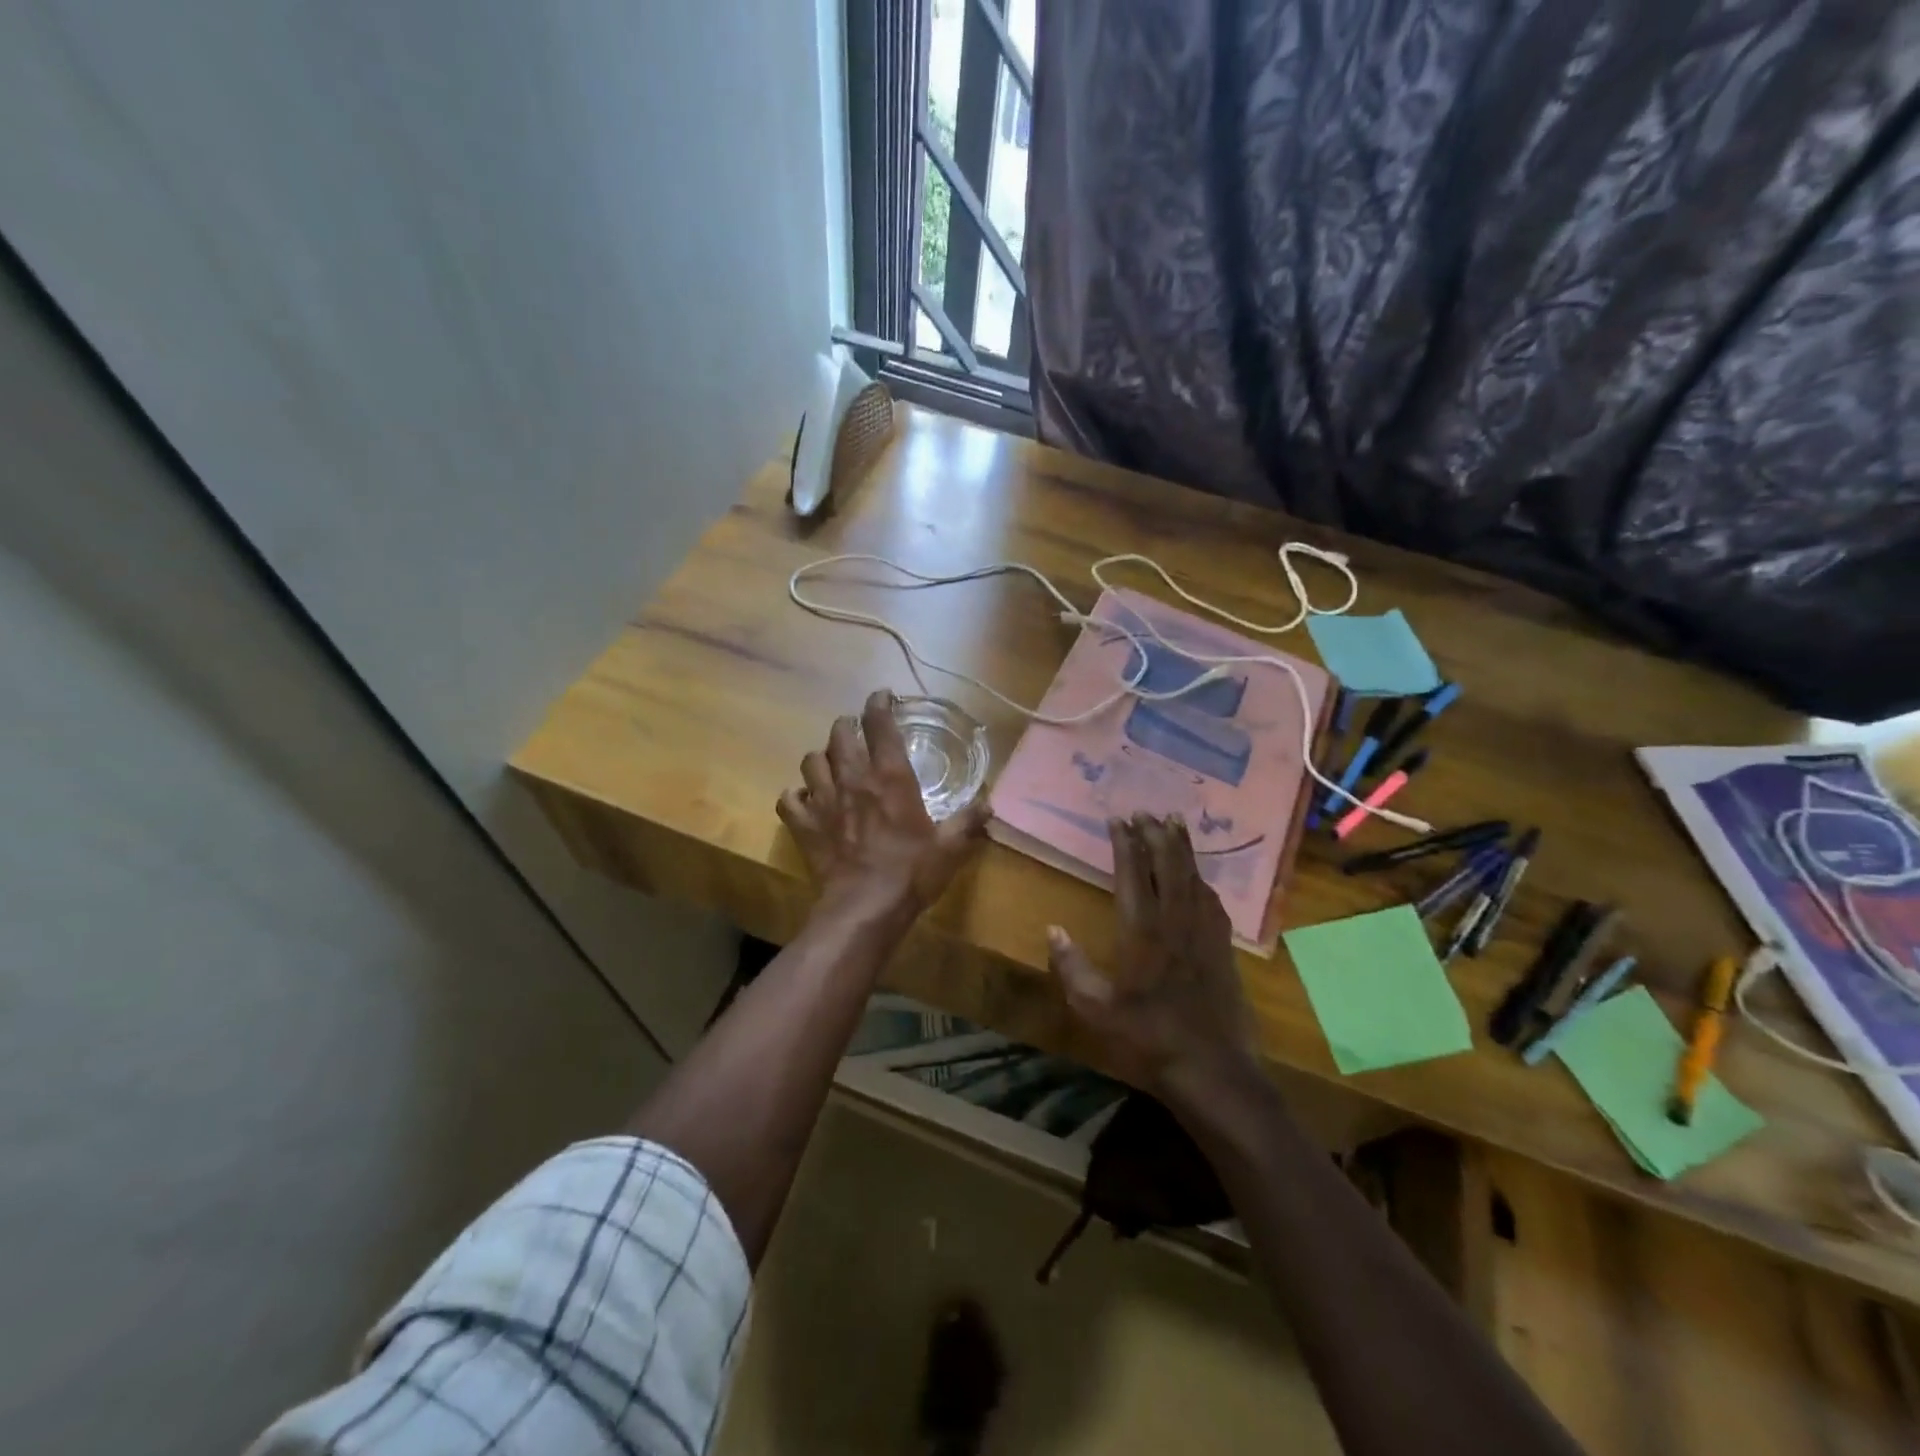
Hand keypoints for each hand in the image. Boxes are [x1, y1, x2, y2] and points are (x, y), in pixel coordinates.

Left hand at [777, 689, 990, 922]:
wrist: (865, 907)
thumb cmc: (911, 871)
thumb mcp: (950, 846)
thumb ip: (969, 821)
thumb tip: (989, 805)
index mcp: (890, 776)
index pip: (880, 724)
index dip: (879, 703)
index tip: (882, 696)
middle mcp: (853, 778)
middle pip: (839, 734)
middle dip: (846, 727)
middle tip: (855, 732)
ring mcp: (823, 800)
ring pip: (811, 761)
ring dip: (821, 758)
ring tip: (830, 765)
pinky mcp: (804, 825)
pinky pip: (788, 799)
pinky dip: (795, 796)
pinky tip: (805, 800)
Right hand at [1047, 814, 1260, 1101]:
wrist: (1212, 1070)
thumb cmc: (1148, 1038)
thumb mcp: (1096, 1009)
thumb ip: (1072, 967)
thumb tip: (1053, 930)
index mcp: (1142, 932)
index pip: (1132, 875)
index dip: (1126, 844)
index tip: (1119, 819)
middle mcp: (1176, 923)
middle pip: (1168, 866)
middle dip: (1158, 835)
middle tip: (1148, 811)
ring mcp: (1204, 935)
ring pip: (1194, 878)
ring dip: (1183, 849)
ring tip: (1175, 824)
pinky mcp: (1223, 950)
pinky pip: (1213, 902)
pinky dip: (1203, 880)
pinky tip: (1200, 878)